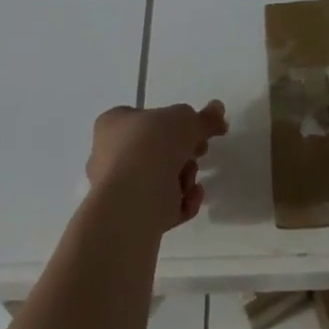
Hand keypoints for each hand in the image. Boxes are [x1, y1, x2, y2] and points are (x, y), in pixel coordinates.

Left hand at [87, 101, 227, 231]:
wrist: (131, 203)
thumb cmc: (150, 147)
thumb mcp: (184, 120)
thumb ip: (204, 118)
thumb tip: (218, 110)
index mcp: (114, 125)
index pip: (146, 118)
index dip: (174, 123)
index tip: (196, 129)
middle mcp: (110, 155)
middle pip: (157, 150)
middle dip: (183, 153)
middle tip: (199, 152)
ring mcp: (119, 190)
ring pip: (161, 179)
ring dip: (184, 178)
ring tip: (190, 181)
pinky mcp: (131, 219)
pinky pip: (162, 206)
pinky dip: (181, 203)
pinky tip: (191, 200)